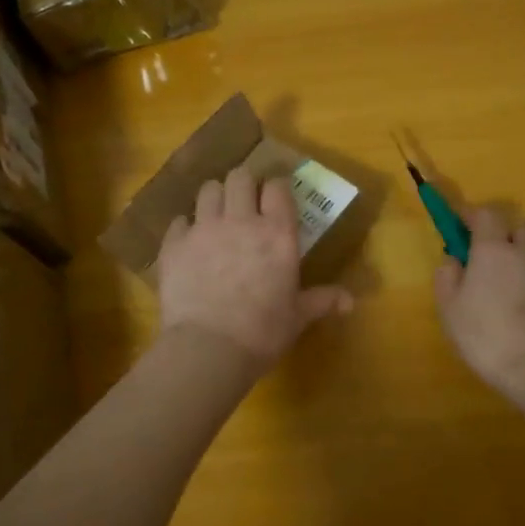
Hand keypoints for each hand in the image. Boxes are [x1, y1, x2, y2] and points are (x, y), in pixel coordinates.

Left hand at [158, 168, 354, 368]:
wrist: (208, 348)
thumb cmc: (262, 332)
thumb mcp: (298, 317)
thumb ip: (322, 300)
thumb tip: (350, 301)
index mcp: (276, 233)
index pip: (277, 187)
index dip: (276, 187)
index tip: (276, 196)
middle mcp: (240, 220)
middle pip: (240, 177)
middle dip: (244, 183)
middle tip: (246, 200)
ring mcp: (203, 229)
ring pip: (208, 190)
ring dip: (215, 197)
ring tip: (217, 214)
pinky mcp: (174, 245)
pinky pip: (179, 221)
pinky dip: (185, 227)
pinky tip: (189, 242)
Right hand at [434, 208, 524, 396]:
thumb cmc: (487, 335)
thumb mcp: (450, 309)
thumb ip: (447, 277)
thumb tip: (453, 260)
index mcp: (494, 249)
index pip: (486, 213)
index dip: (472, 215)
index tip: (460, 225)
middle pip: (518, 228)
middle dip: (502, 235)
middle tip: (486, 258)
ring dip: (521, 259)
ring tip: (507, 286)